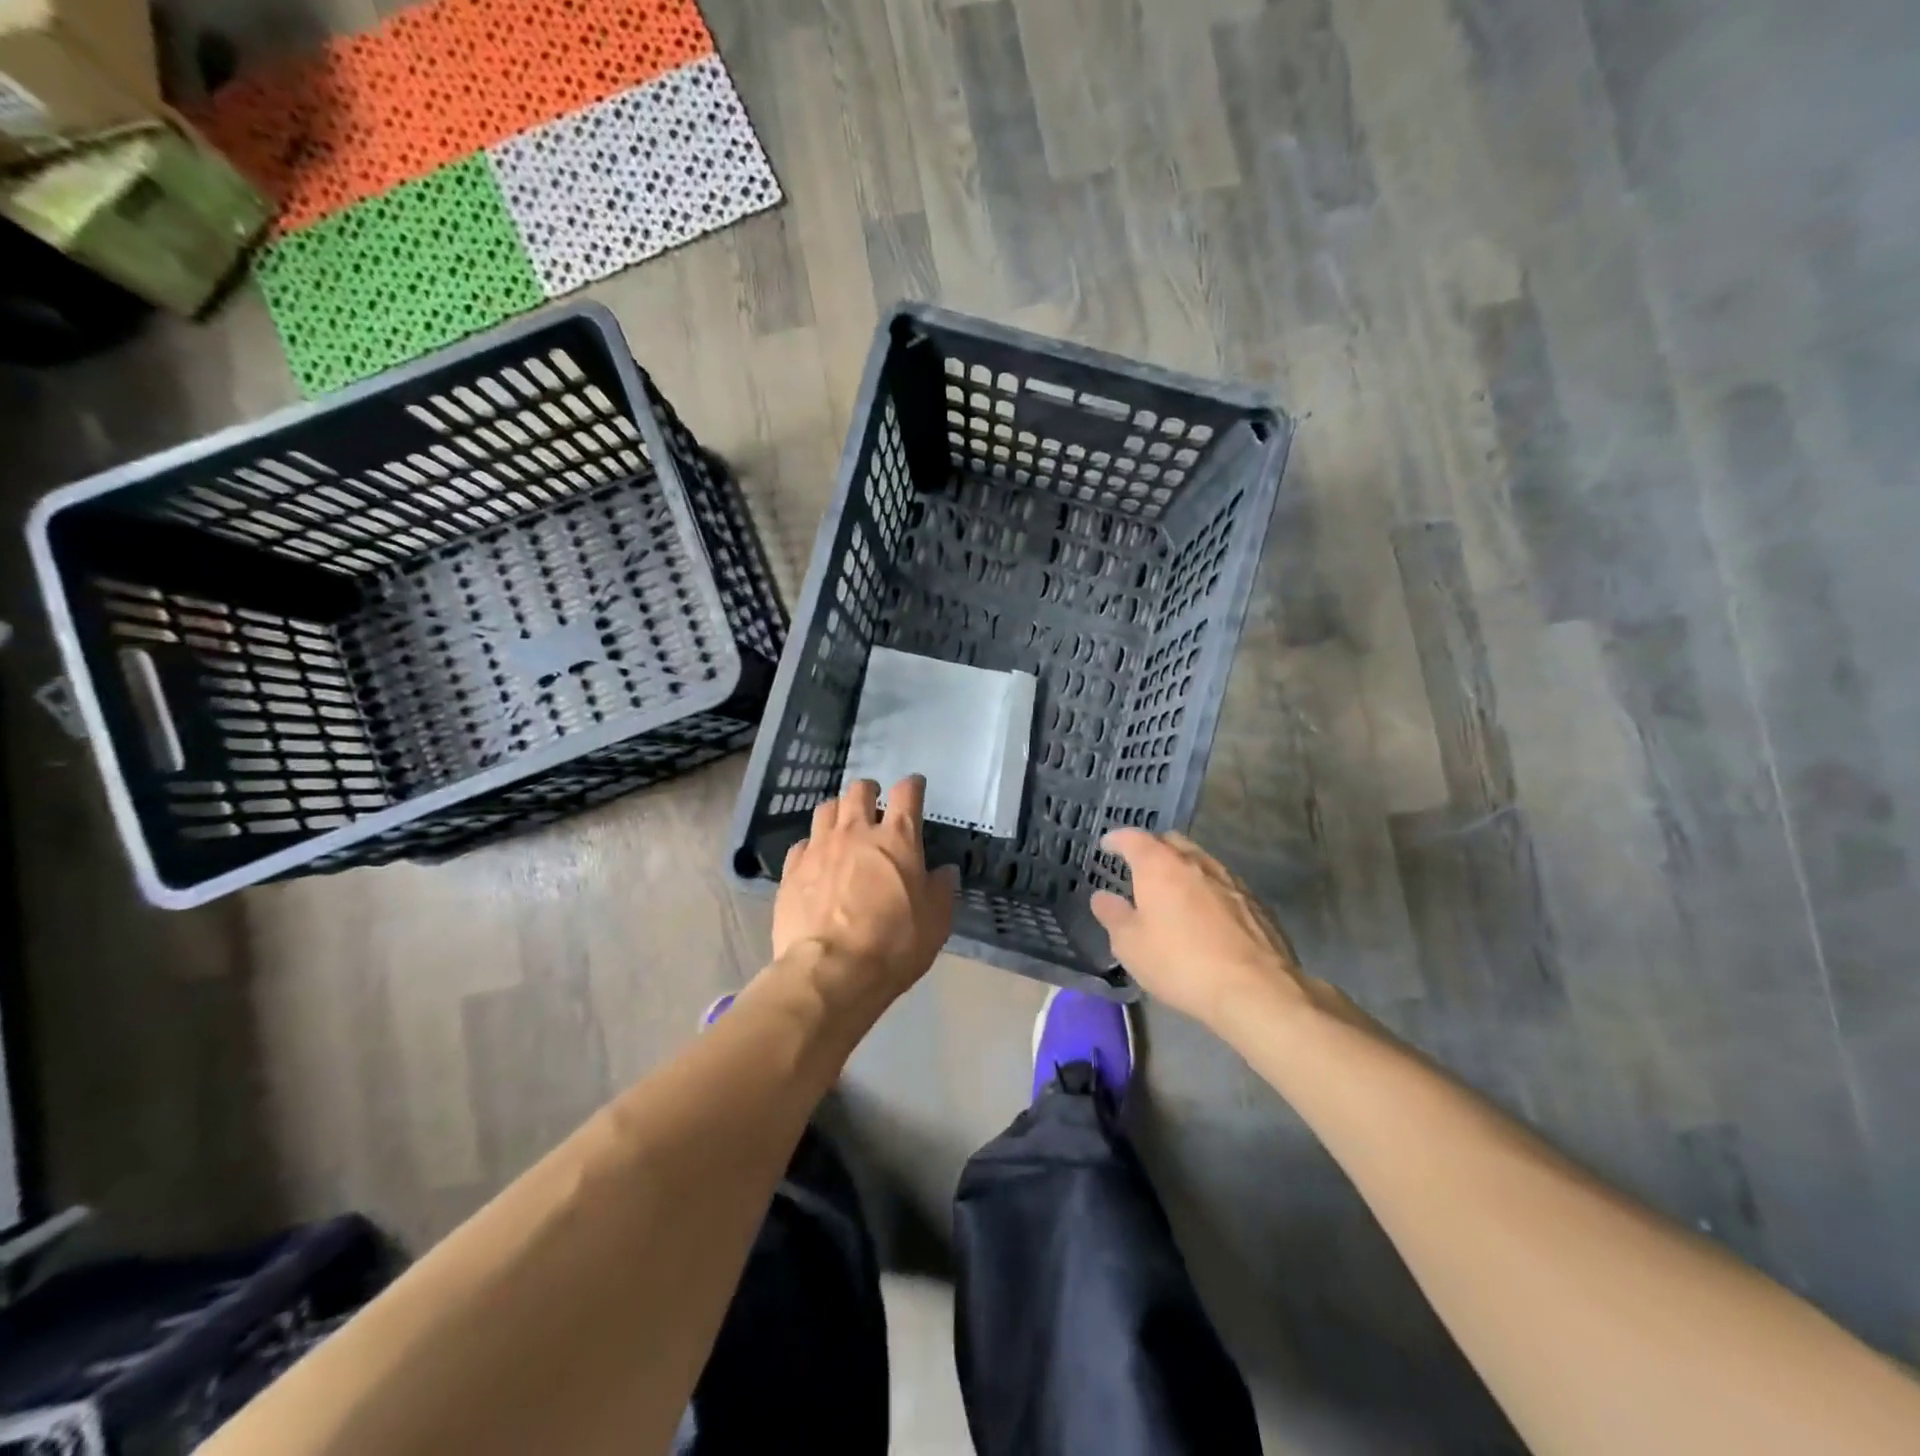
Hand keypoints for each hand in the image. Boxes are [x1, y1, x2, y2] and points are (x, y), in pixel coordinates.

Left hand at [772, 776, 958, 1014]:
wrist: (830, 972)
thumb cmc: (894, 946)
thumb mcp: (935, 922)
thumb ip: (941, 890)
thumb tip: (944, 871)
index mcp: (897, 839)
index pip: (907, 793)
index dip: (912, 785)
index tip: (915, 786)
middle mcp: (856, 832)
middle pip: (859, 791)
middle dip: (869, 791)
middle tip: (874, 803)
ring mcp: (819, 848)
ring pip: (826, 809)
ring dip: (838, 812)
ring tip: (843, 825)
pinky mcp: (792, 870)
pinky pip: (802, 843)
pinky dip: (812, 846)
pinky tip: (816, 860)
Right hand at [1091, 829, 1331, 1030]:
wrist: (1254, 990)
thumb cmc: (1180, 962)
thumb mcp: (1130, 945)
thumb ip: (1113, 915)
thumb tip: (1102, 897)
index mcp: (1159, 865)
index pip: (1133, 838)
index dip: (1116, 839)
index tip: (1106, 845)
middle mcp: (1195, 862)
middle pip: (1170, 842)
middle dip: (1152, 848)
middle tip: (1139, 865)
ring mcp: (1230, 880)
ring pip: (1200, 861)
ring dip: (1182, 868)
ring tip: (1172, 889)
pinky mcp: (1255, 903)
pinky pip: (1222, 884)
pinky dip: (1206, 889)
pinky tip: (1205, 913)